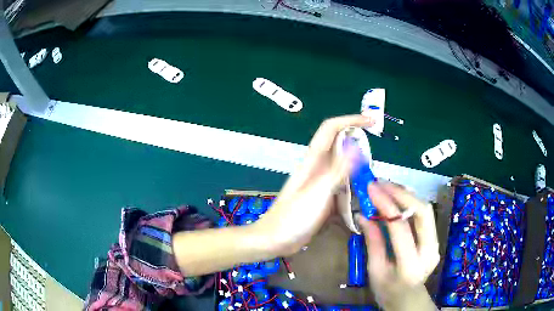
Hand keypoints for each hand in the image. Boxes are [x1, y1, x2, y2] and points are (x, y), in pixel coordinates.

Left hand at [253, 115, 374, 255]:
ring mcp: (320, 183)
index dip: (351, 120)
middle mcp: (318, 168)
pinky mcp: (323, 197)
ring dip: (359, 167)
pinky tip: (364, 195)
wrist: (275, 240)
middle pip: (340, 146)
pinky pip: (342, 186)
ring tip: (373, 178)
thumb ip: (338, 169)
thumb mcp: (318, 192)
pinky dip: (354, 186)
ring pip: (343, 167)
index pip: (331, 129)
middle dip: (359, 144)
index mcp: (313, 161)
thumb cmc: (293, 217)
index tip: (372, 122)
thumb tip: (355, 143)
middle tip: (376, 157)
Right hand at [358, 183, 438, 310]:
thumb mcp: (375, 270)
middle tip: (382, 183)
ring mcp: (436, 244)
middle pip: (423, 212)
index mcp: (409, 265)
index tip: (371, 188)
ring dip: (407, 194)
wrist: (408, 299)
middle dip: (402, 192)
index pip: (400, 227)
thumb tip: (362, 215)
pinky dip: (411, 203)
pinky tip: (398, 197)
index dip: (386, 204)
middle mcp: (429, 252)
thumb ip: (373, 242)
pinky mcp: (435, 239)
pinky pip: (425, 215)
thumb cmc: (387, 290)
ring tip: (387, 186)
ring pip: (426, 209)